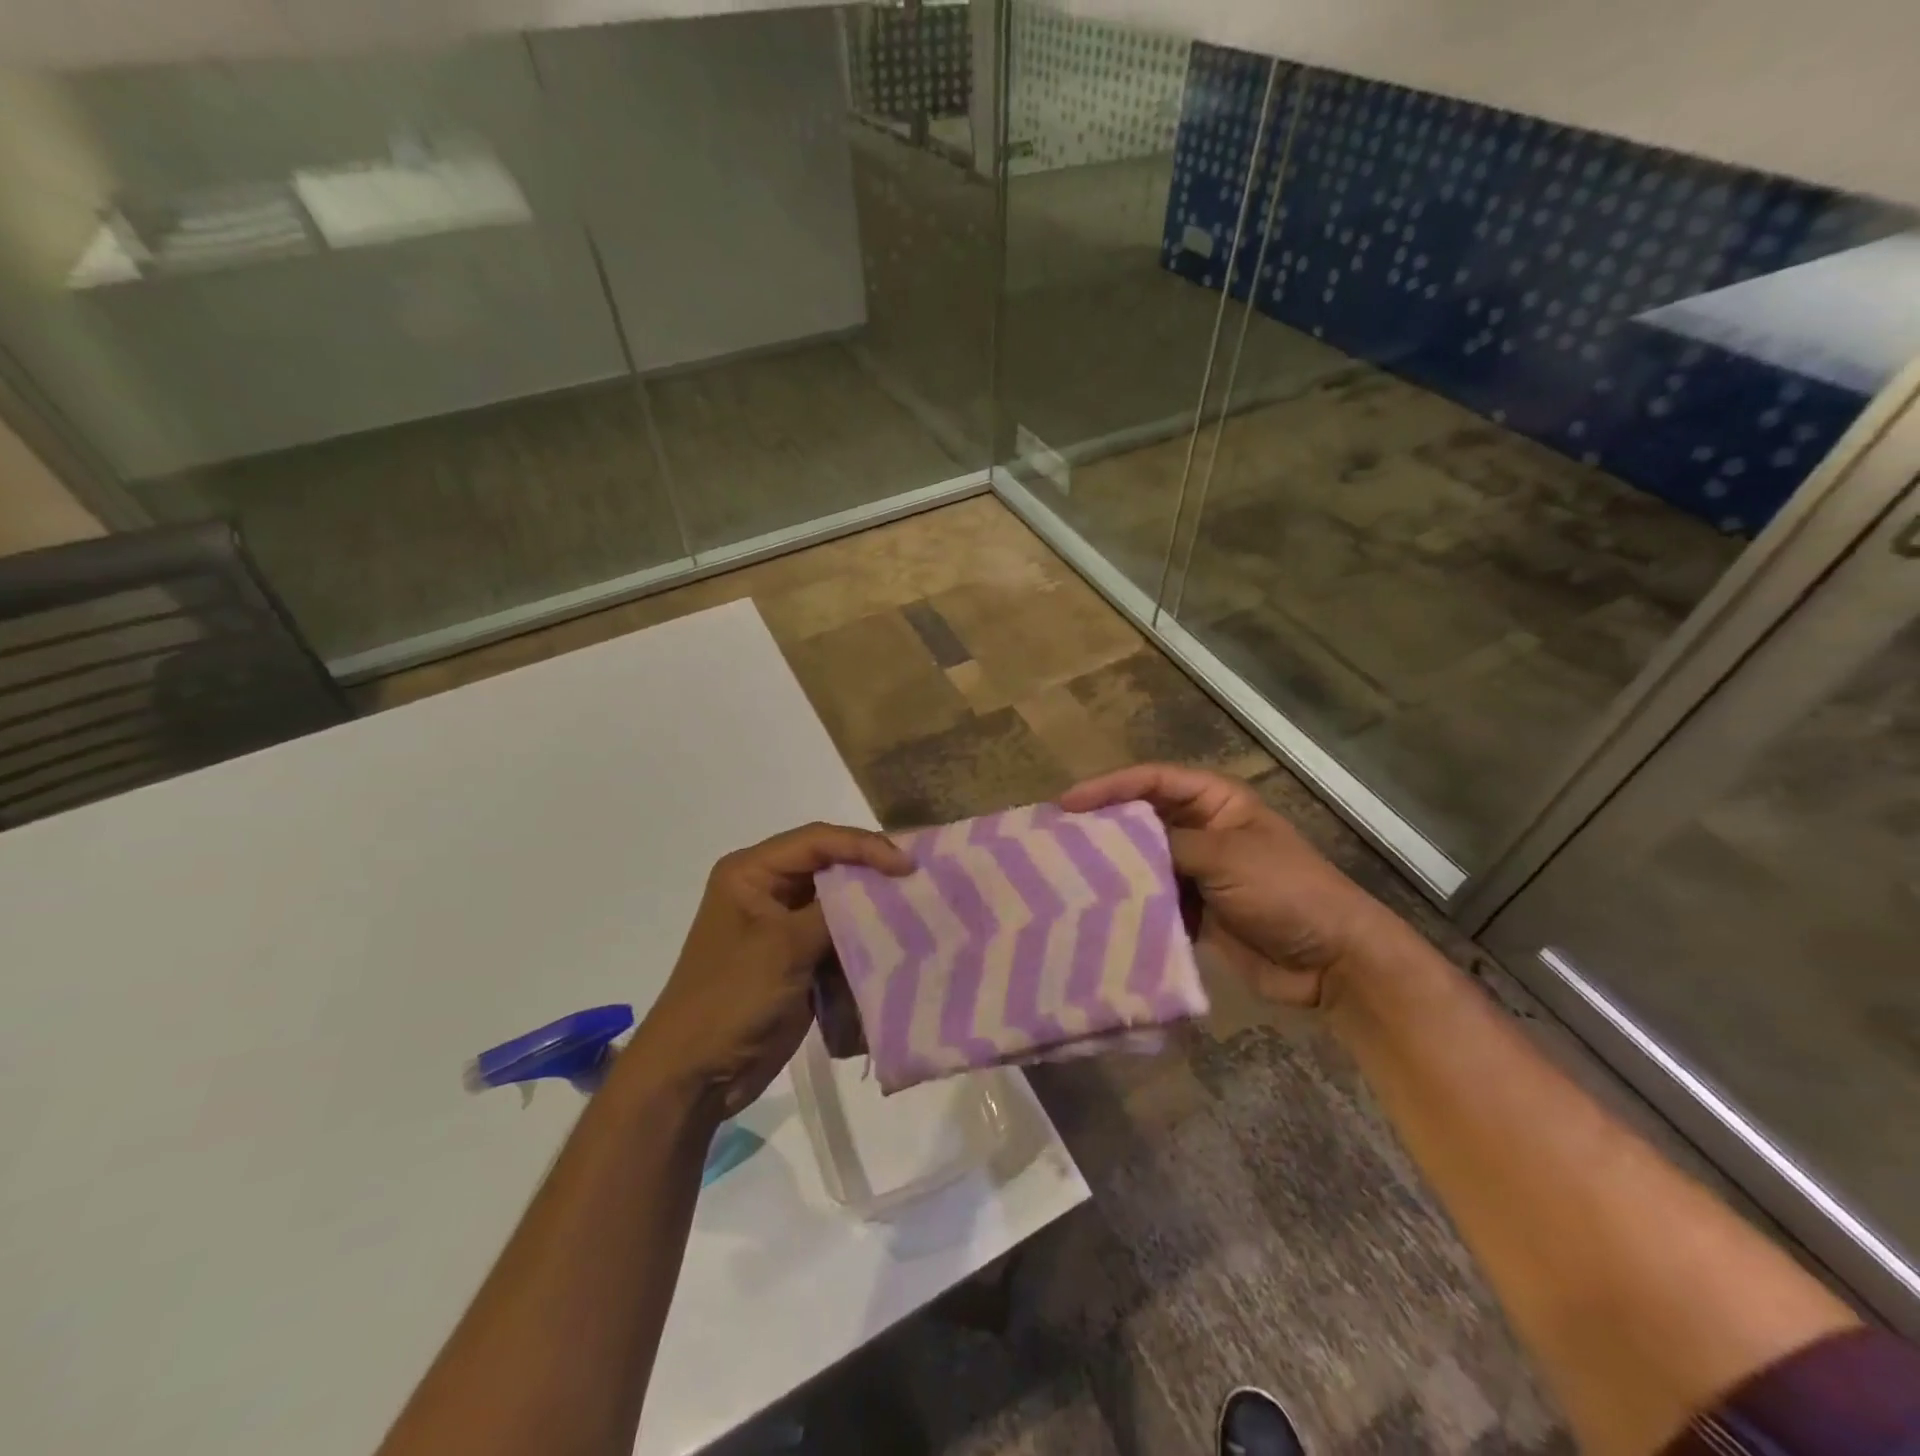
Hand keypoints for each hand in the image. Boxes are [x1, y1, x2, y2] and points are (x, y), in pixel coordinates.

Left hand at [627, 823, 912, 1115]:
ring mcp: (782, 926)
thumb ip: (834, 912)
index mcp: (751, 872)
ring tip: (915, 907)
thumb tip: (883, 889)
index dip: (864, 846)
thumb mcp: (783, 947)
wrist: (696, 1074)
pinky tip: (895, 940)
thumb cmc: (730, 998)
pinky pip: (837, 936)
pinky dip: (863, 938)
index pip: (818, 841)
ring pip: (838, 901)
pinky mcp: (796, 958)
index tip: (907, 866)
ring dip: (871, 907)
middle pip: (830, 865)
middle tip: (918, 880)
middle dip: (872, 872)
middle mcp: (767, 889)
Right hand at [1061, 764, 1396, 1008]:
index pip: (1152, 780)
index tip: (1066, 804)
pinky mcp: (1196, 910)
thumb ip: (1167, 846)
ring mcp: (1199, 872)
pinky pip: (1153, 899)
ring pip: (1143, 861)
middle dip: (1103, 828)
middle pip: (1142, 819)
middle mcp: (1203, 829)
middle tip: (1056, 839)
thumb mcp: (1227, 856)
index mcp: (1216, 801)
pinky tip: (1099, 910)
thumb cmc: (1286, 891)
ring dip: (1113, 869)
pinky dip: (1131, 903)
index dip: (1108, 787)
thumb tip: (1112, 849)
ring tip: (1066, 876)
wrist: (1333, 961)